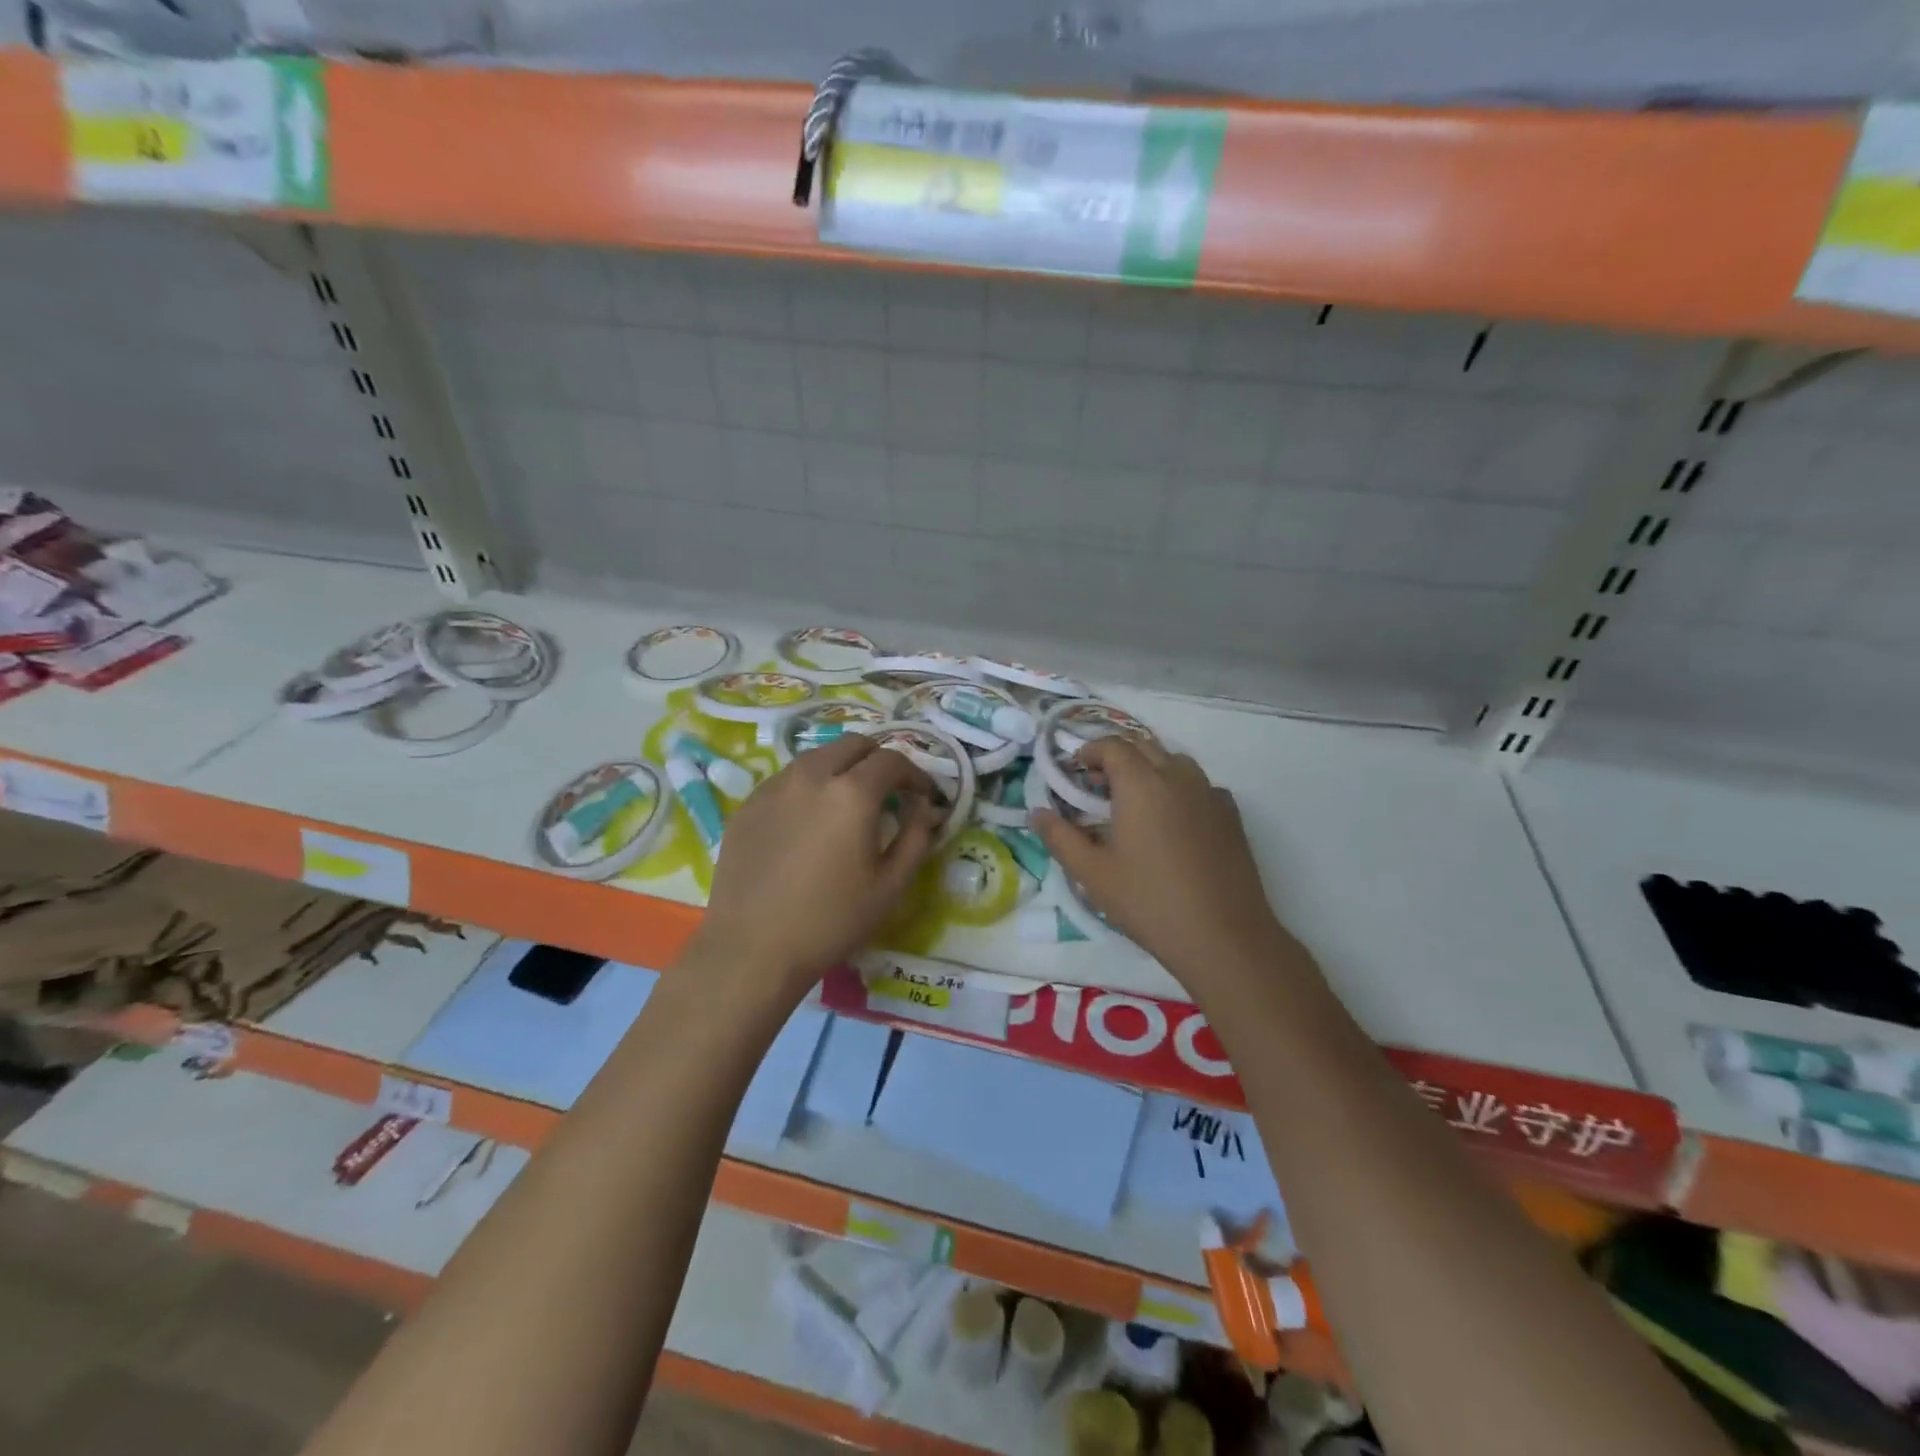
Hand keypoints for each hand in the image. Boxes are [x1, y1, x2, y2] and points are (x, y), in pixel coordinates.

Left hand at [685, 735, 942, 1001]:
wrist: (752, 948)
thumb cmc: (830, 921)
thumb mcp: (891, 886)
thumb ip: (916, 837)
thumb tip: (924, 809)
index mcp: (852, 793)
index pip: (892, 760)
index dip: (915, 774)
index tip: (923, 796)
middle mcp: (811, 776)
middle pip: (853, 744)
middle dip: (878, 760)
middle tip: (888, 792)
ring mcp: (774, 787)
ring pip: (817, 757)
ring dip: (841, 768)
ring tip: (847, 803)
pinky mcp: (748, 804)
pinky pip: (787, 779)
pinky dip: (809, 786)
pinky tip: (809, 821)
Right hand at [1031, 738, 1289, 984]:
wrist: (1223, 936)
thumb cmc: (1149, 901)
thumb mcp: (1092, 873)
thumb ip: (1060, 837)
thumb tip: (1036, 813)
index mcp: (1141, 783)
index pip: (1112, 746)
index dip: (1089, 752)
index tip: (1073, 772)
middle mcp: (1178, 776)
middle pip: (1144, 747)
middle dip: (1117, 758)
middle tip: (1097, 788)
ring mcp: (1210, 793)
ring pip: (1174, 763)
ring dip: (1149, 769)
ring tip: (1134, 804)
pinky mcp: (1231, 815)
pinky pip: (1199, 786)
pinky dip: (1178, 789)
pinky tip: (1171, 824)